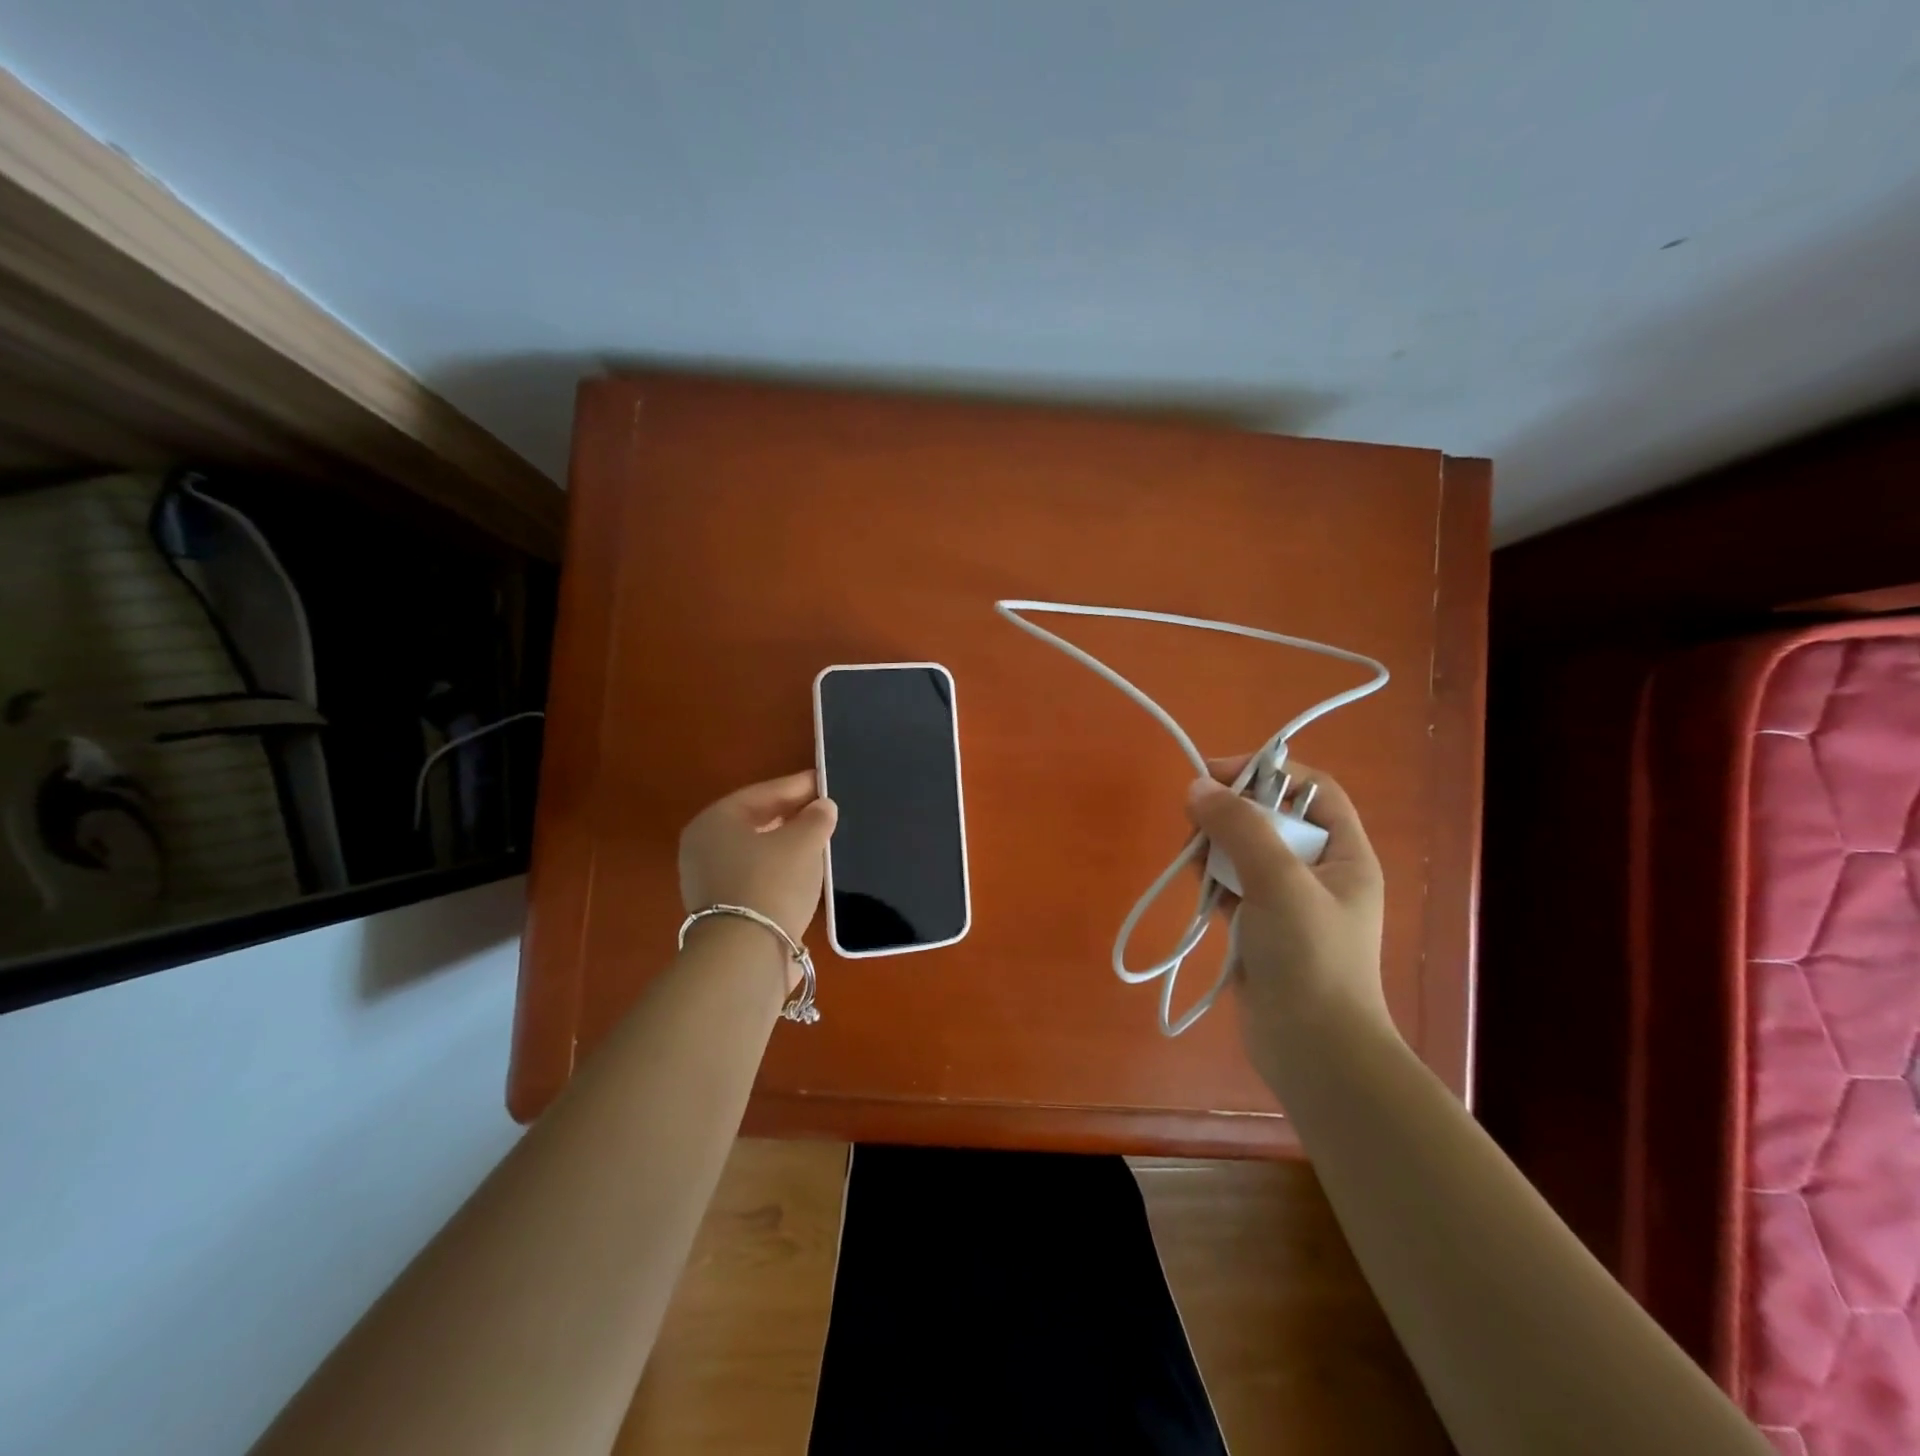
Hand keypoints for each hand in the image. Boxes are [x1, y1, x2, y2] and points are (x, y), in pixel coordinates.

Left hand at [679, 771, 837, 951]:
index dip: (798, 786)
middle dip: (792, 815)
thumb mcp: (803, 842)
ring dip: (787, 844)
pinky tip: (806, 871)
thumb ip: (816, 818)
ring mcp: (709, 880)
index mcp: (715, 821)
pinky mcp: (724, 909)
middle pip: (756, 821)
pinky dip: (780, 869)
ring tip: (820, 840)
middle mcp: (704, 847)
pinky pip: (757, 876)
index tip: (825, 782)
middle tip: (825, 811)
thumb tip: (823, 807)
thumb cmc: (772, 882)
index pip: (763, 793)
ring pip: (757, 850)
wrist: (747, 954)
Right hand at [1185, 757, 1392, 1075]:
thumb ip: (1239, 828)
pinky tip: (1194, 879)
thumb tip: (1197, 786)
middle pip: (1272, 818)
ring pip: (1245, 851)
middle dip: (1232, 811)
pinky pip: (1231, 885)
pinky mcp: (1259, 928)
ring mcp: (1287, 903)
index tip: (1216, 773)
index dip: (1268, 771)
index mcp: (1344, 855)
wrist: (1314, 1052)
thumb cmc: (1310, 958)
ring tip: (1192, 854)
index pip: (1312, 789)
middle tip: (1195, 818)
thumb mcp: (1279, 882)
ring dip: (1216, 845)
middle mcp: (1319, 872)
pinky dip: (1212, 877)